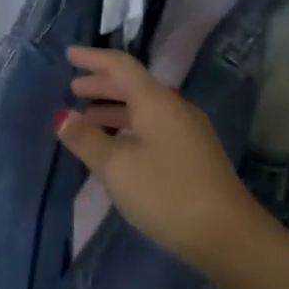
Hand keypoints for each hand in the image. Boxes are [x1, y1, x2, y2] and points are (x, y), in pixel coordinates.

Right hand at [56, 46, 260, 274]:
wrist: (226, 234)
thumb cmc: (165, 193)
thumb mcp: (116, 166)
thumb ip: (86, 139)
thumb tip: (62, 116)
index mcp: (156, 102)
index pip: (121, 67)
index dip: (93, 58)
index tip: (69, 54)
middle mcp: (174, 109)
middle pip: (134, 86)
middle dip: (101, 86)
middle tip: (73, 89)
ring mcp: (188, 133)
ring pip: (144, 110)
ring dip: (114, 110)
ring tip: (86, 121)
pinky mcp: (193, 155)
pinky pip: (153, 128)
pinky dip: (128, 128)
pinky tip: (116, 148)